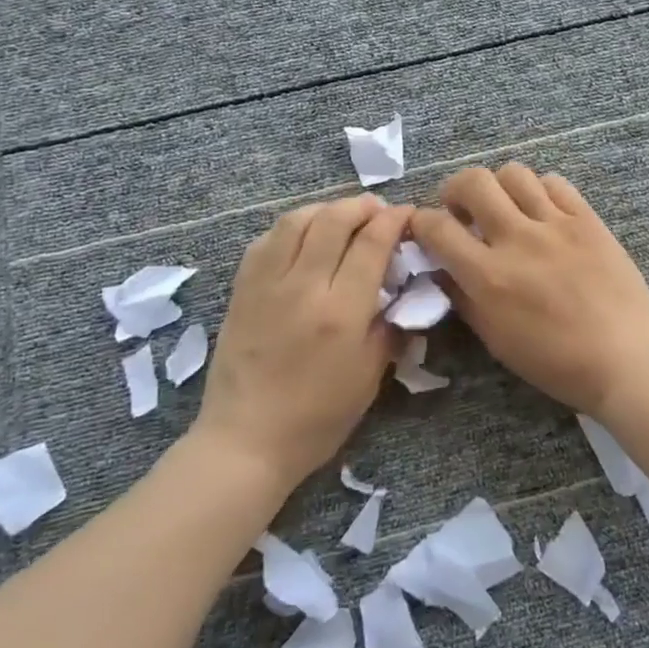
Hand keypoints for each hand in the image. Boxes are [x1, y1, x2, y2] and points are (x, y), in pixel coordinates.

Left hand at [191, 195, 411, 489]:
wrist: (246, 441)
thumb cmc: (317, 418)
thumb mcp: (370, 378)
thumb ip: (390, 327)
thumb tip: (402, 291)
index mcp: (342, 312)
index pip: (371, 243)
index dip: (393, 220)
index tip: (407, 214)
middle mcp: (304, 287)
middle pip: (333, 220)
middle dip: (361, 206)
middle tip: (377, 210)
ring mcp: (267, 285)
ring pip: (296, 221)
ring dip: (325, 209)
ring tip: (341, 216)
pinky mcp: (242, 290)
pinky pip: (266, 240)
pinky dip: (290, 227)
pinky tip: (302, 236)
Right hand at [408, 164, 648, 416]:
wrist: (625, 357)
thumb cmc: (556, 361)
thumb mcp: (496, 339)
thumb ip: (463, 298)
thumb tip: (442, 269)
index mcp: (489, 275)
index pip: (437, 227)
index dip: (420, 221)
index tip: (424, 227)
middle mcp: (518, 239)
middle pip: (474, 182)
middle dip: (455, 189)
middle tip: (462, 209)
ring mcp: (556, 224)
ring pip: (514, 173)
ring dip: (499, 186)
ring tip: (505, 207)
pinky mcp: (588, 219)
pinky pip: (555, 183)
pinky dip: (539, 190)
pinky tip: (542, 211)